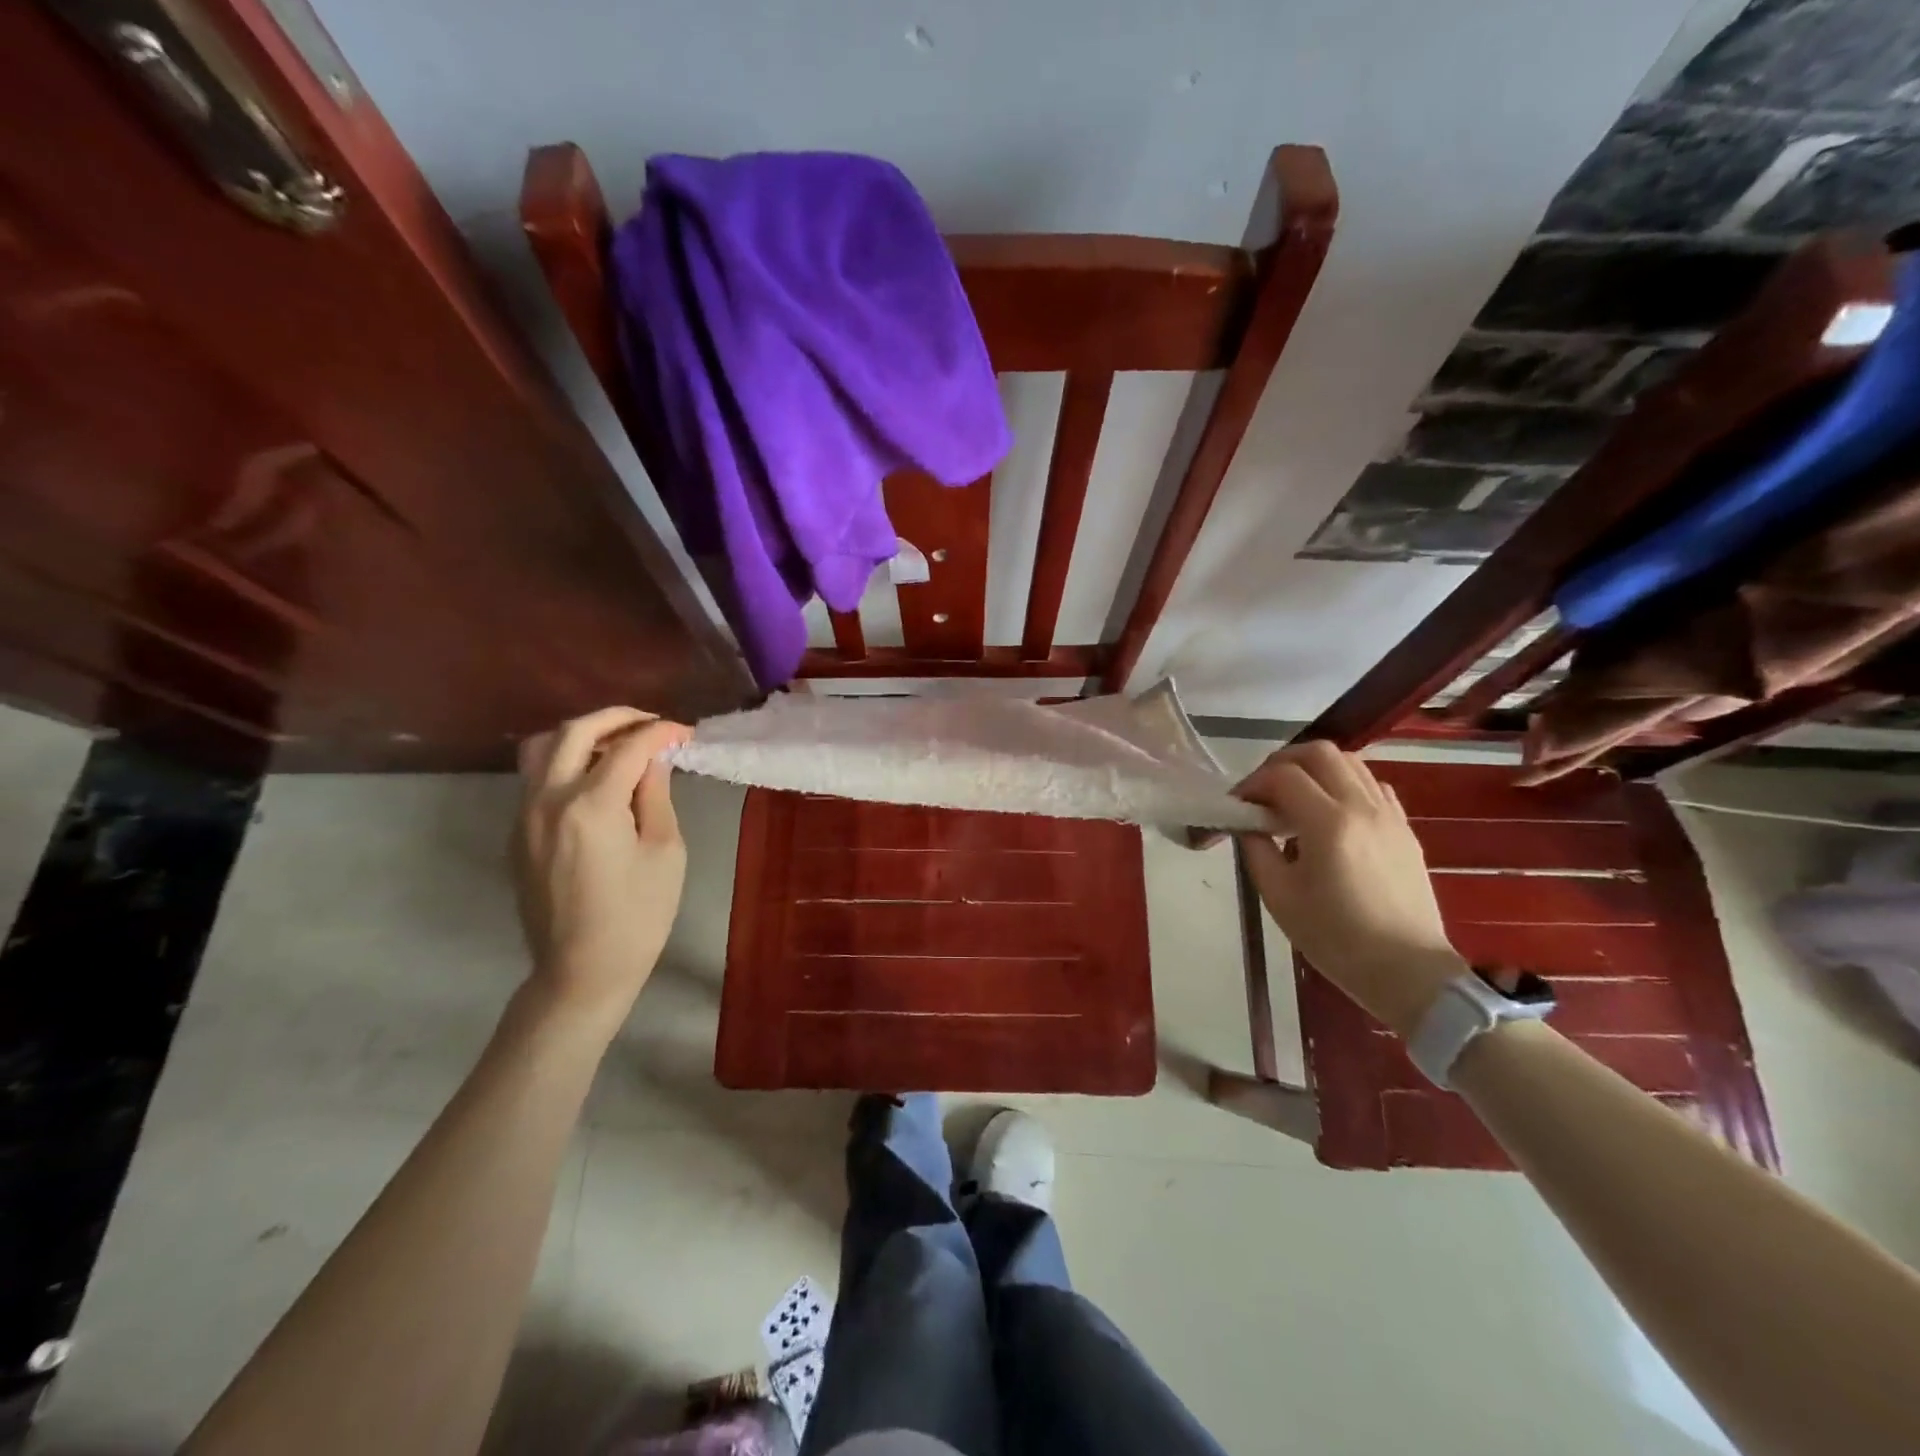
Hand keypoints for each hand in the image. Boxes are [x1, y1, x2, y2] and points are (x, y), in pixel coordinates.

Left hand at [512, 707, 691, 1031]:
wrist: (582, 970)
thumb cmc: (638, 915)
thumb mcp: (665, 852)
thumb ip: (655, 796)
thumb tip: (653, 760)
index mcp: (591, 805)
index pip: (628, 747)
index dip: (660, 732)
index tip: (684, 733)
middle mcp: (548, 799)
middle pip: (575, 732)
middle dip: (617, 718)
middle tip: (651, 725)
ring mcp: (524, 816)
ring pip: (543, 748)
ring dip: (583, 735)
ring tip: (617, 745)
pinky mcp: (518, 833)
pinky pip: (536, 778)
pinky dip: (566, 762)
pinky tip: (597, 780)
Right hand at [1234, 741, 1464, 1038]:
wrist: (1409, 972)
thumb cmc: (1336, 939)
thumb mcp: (1279, 897)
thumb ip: (1257, 850)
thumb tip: (1249, 826)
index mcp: (1328, 824)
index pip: (1283, 776)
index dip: (1252, 783)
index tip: (1237, 805)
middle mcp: (1362, 807)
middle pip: (1320, 753)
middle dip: (1283, 762)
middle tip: (1263, 791)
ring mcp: (1390, 815)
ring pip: (1351, 762)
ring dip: (1316, 770)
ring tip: (1296, 800)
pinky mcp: (1405, 829)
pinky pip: (1373, 786)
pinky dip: (1345, 785)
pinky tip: (1332, 814)